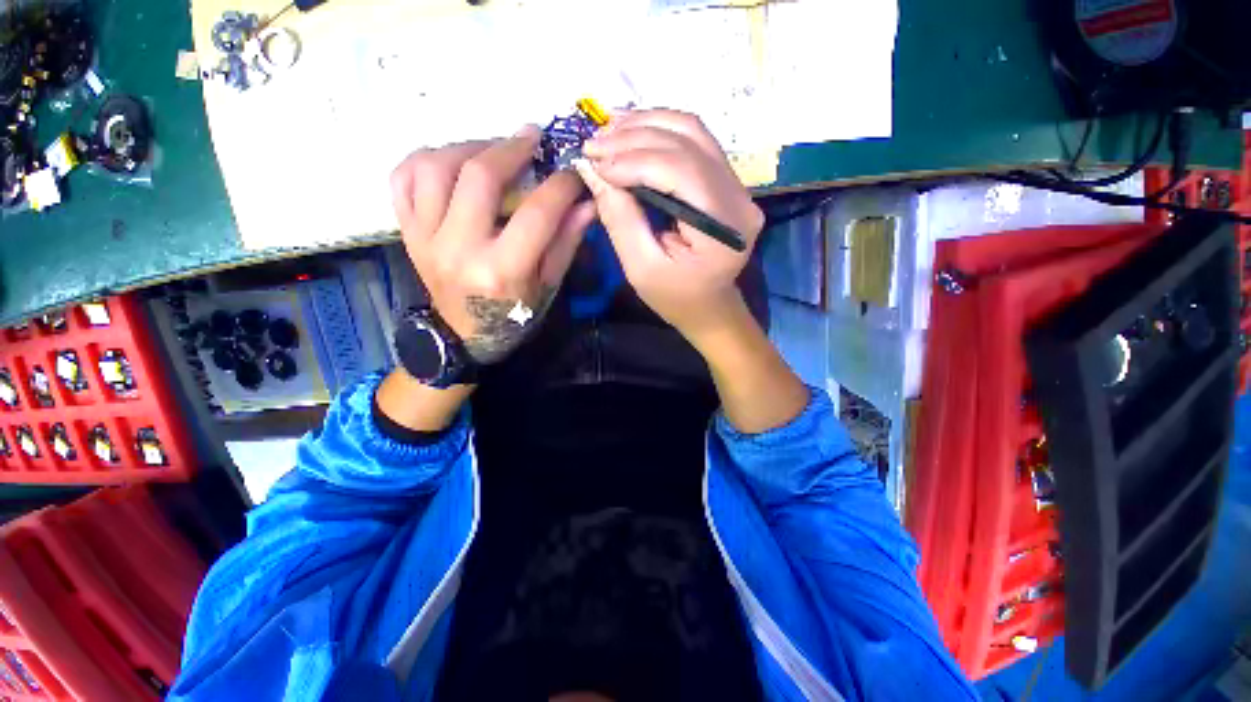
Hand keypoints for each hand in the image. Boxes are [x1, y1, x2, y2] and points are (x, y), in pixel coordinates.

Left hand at [390, 127, 594, 363]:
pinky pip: (403, 178)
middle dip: (512, 148)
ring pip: (435, 166)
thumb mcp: (548, 286)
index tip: (574, 171)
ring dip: (468, 146)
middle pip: (479, 176)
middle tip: (532, 137)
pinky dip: (426, 159)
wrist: (463, 336)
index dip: (561, 185)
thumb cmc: (514, 317)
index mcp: (501, 270)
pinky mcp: (406, 233)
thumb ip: (566, 242)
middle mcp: (458, 249)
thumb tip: (587, 203)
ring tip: (492, 149)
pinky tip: (452, 162)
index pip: (536, 212)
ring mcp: (424, 238)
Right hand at [576, 110, 764, 344]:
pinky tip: (629, 131)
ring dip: (646, 124)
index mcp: (723, 226)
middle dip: (634, 137)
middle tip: (593, 144)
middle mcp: (739, 197)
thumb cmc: (676, 297)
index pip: (680, 170)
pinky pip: (694, 142)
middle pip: (688, 142)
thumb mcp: (641, 269)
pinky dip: (658, 131)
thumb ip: (621, 220)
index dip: (633, 160)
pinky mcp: (728, 182)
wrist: (709, 306)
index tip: (593, 163)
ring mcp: (738, 186)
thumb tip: (592, 171)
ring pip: (692, 131)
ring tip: (607, 131)